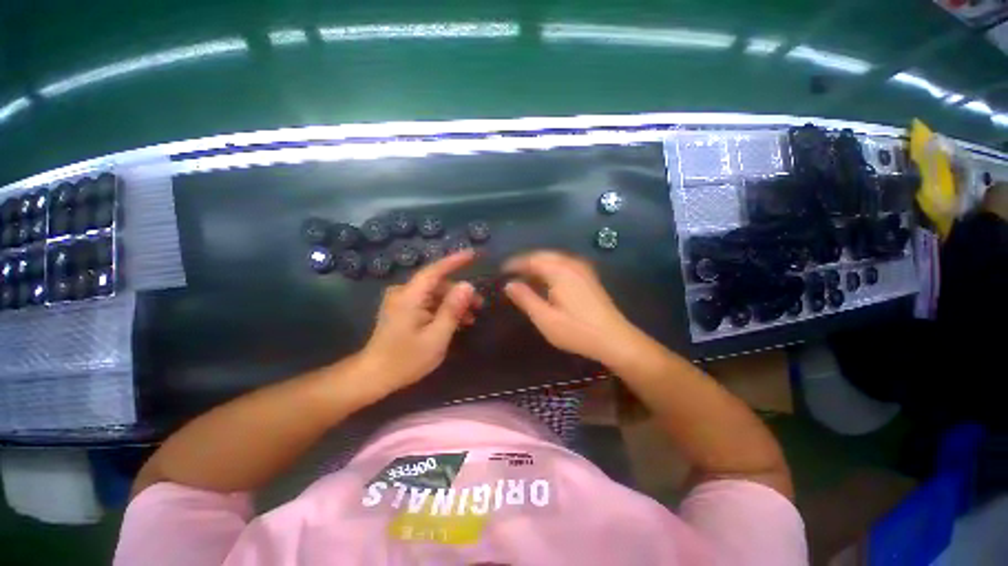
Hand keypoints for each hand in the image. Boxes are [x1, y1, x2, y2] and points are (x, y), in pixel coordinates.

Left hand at [356, 249, 481, 399]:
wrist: (372, 376)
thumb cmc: (405, 360)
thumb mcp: (436, 337)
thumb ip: (452, 309)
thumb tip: (468, 285)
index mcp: (409, 297)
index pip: (434, 270)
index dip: (455, 260)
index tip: (473, 254)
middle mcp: (403, 293)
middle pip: (437, 284)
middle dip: (459, 292)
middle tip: (480, 305)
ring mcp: (401, 301)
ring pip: (434, 294)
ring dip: (452, 303)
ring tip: (471, 318)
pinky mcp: (401, 310)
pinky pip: (427, 302)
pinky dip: (442, 309)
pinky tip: (455, 322)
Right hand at [503, 251, 643, 365]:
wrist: (615, 339)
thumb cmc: (577, 331)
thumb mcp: (545, 319)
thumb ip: (526, 299)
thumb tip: (509, 284)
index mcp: (559, 271)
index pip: (532, 259)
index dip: (515, 263)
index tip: (502, 270)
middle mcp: (572, 264)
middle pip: (544, 255)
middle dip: (526, 261)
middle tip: (512, 272)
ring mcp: (583, 269)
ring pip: (555, 258)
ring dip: (539, 263)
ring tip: (526, 276)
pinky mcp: (589, 277)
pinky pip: (564, 264)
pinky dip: (551, 267)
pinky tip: (547, 280)